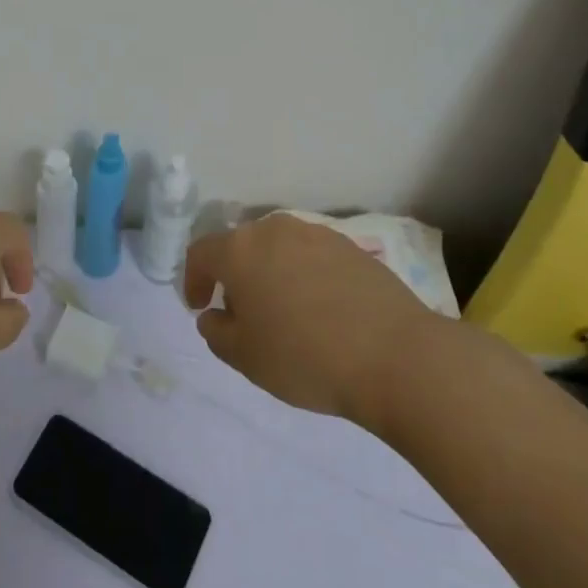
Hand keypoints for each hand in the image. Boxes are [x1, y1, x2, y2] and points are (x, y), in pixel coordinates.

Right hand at [184, 214, 440, 430]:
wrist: (395, 355)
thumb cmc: (306, 357)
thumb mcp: (246, 358)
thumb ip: (217, 332)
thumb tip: (214, 315)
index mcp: (240, 250)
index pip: (200, 253)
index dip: (192, 280)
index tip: (198, 307)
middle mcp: (273, 229)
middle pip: (241, 246)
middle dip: (235, 276)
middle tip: (243, 315)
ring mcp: (315, 233)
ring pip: (278, 249)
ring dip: (271, 273)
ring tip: (284, 312)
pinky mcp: (350, 245)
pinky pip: (312, 256)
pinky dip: (304, 276)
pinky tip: (321, 310)